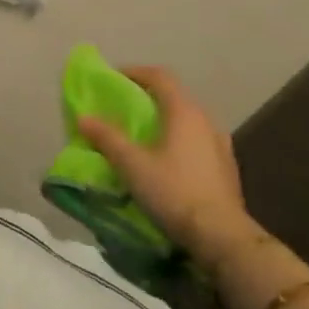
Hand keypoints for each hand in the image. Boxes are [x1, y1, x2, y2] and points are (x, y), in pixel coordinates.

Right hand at [77, 66, 258, 266]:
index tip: (113, 77)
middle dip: (146, 97)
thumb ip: (107, 138)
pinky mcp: (225, 167)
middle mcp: (206, 121)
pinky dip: (176, 140)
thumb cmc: (173, 191)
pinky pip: (195, 141)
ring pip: (186, 121)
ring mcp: (220, 144)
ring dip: (163, 120)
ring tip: (141, 135)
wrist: (221, 236)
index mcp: (184, 112)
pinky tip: (165, 160)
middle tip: (122, 108)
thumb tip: (84, 117)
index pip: (160, 77)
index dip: (134, 72)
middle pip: (174, 97)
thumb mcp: (132, 164)